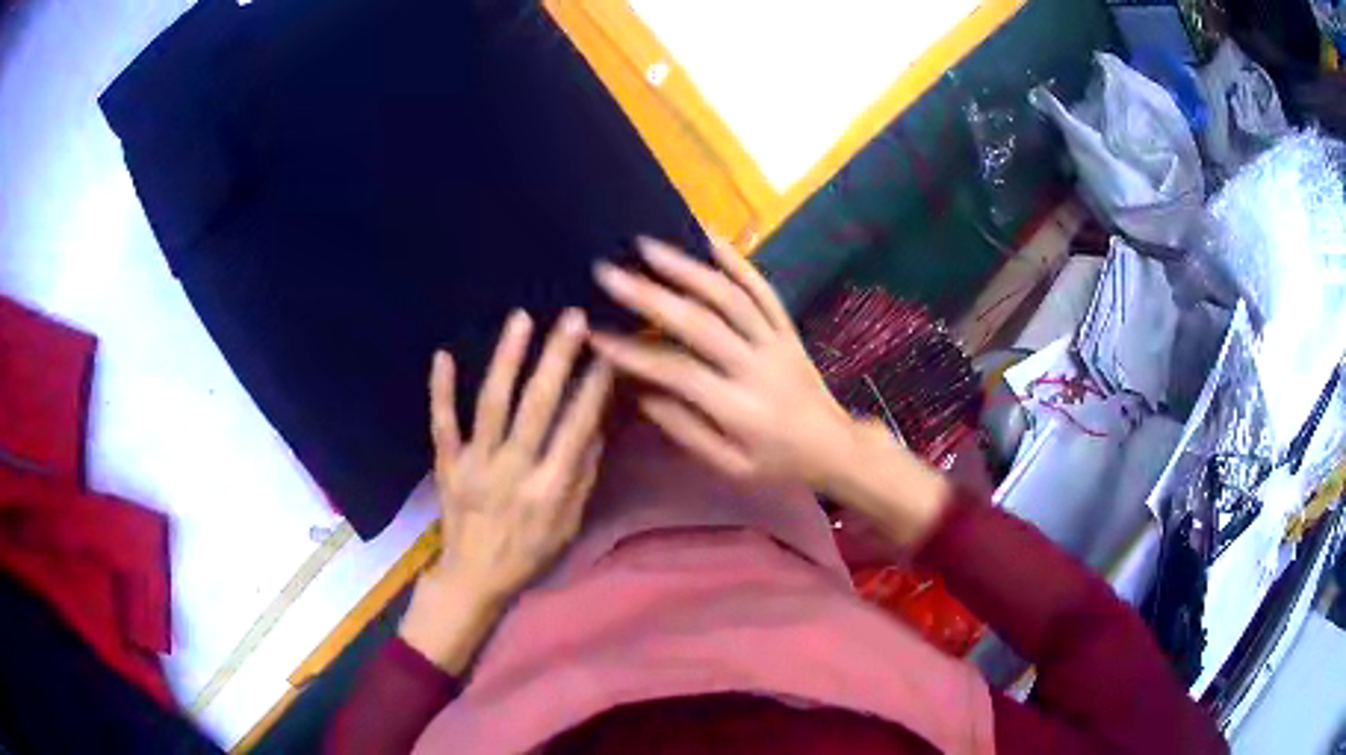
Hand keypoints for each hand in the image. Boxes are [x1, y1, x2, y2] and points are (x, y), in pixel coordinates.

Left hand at [400, 308, 612, 671]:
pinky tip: (442, 355)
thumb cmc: (528, 554)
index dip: (594, 387)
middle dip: (557, 358)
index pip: (576, 427)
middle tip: (573, 318)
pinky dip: (440, 390)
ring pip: (491, 404)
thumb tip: (596, 425)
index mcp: (549, 488)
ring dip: (507, 359)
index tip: (607, 351)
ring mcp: (475, 464)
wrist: (473, 578)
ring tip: (522, 319)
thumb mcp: (569, 526)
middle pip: (537, 405)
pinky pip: (442, 423)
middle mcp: (513, 470)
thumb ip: (582, 476)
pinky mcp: (447, 464)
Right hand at [589, 237, 853, 487]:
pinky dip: (736, 260)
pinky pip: (763, 289)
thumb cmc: (778, 464)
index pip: (678, 372)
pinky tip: (708, 235)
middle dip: (649, 296)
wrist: (837, 447)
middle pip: (700, 323)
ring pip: (730, 296)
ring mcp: (775, 341)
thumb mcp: (730, 466)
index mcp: (739, 409)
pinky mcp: (787, 328)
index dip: (633, 354)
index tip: (594, 335)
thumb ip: (686, 430)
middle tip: (608, 273)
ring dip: (687, 267)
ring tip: (647, 245)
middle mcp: (757, 366)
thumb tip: (641, 392)